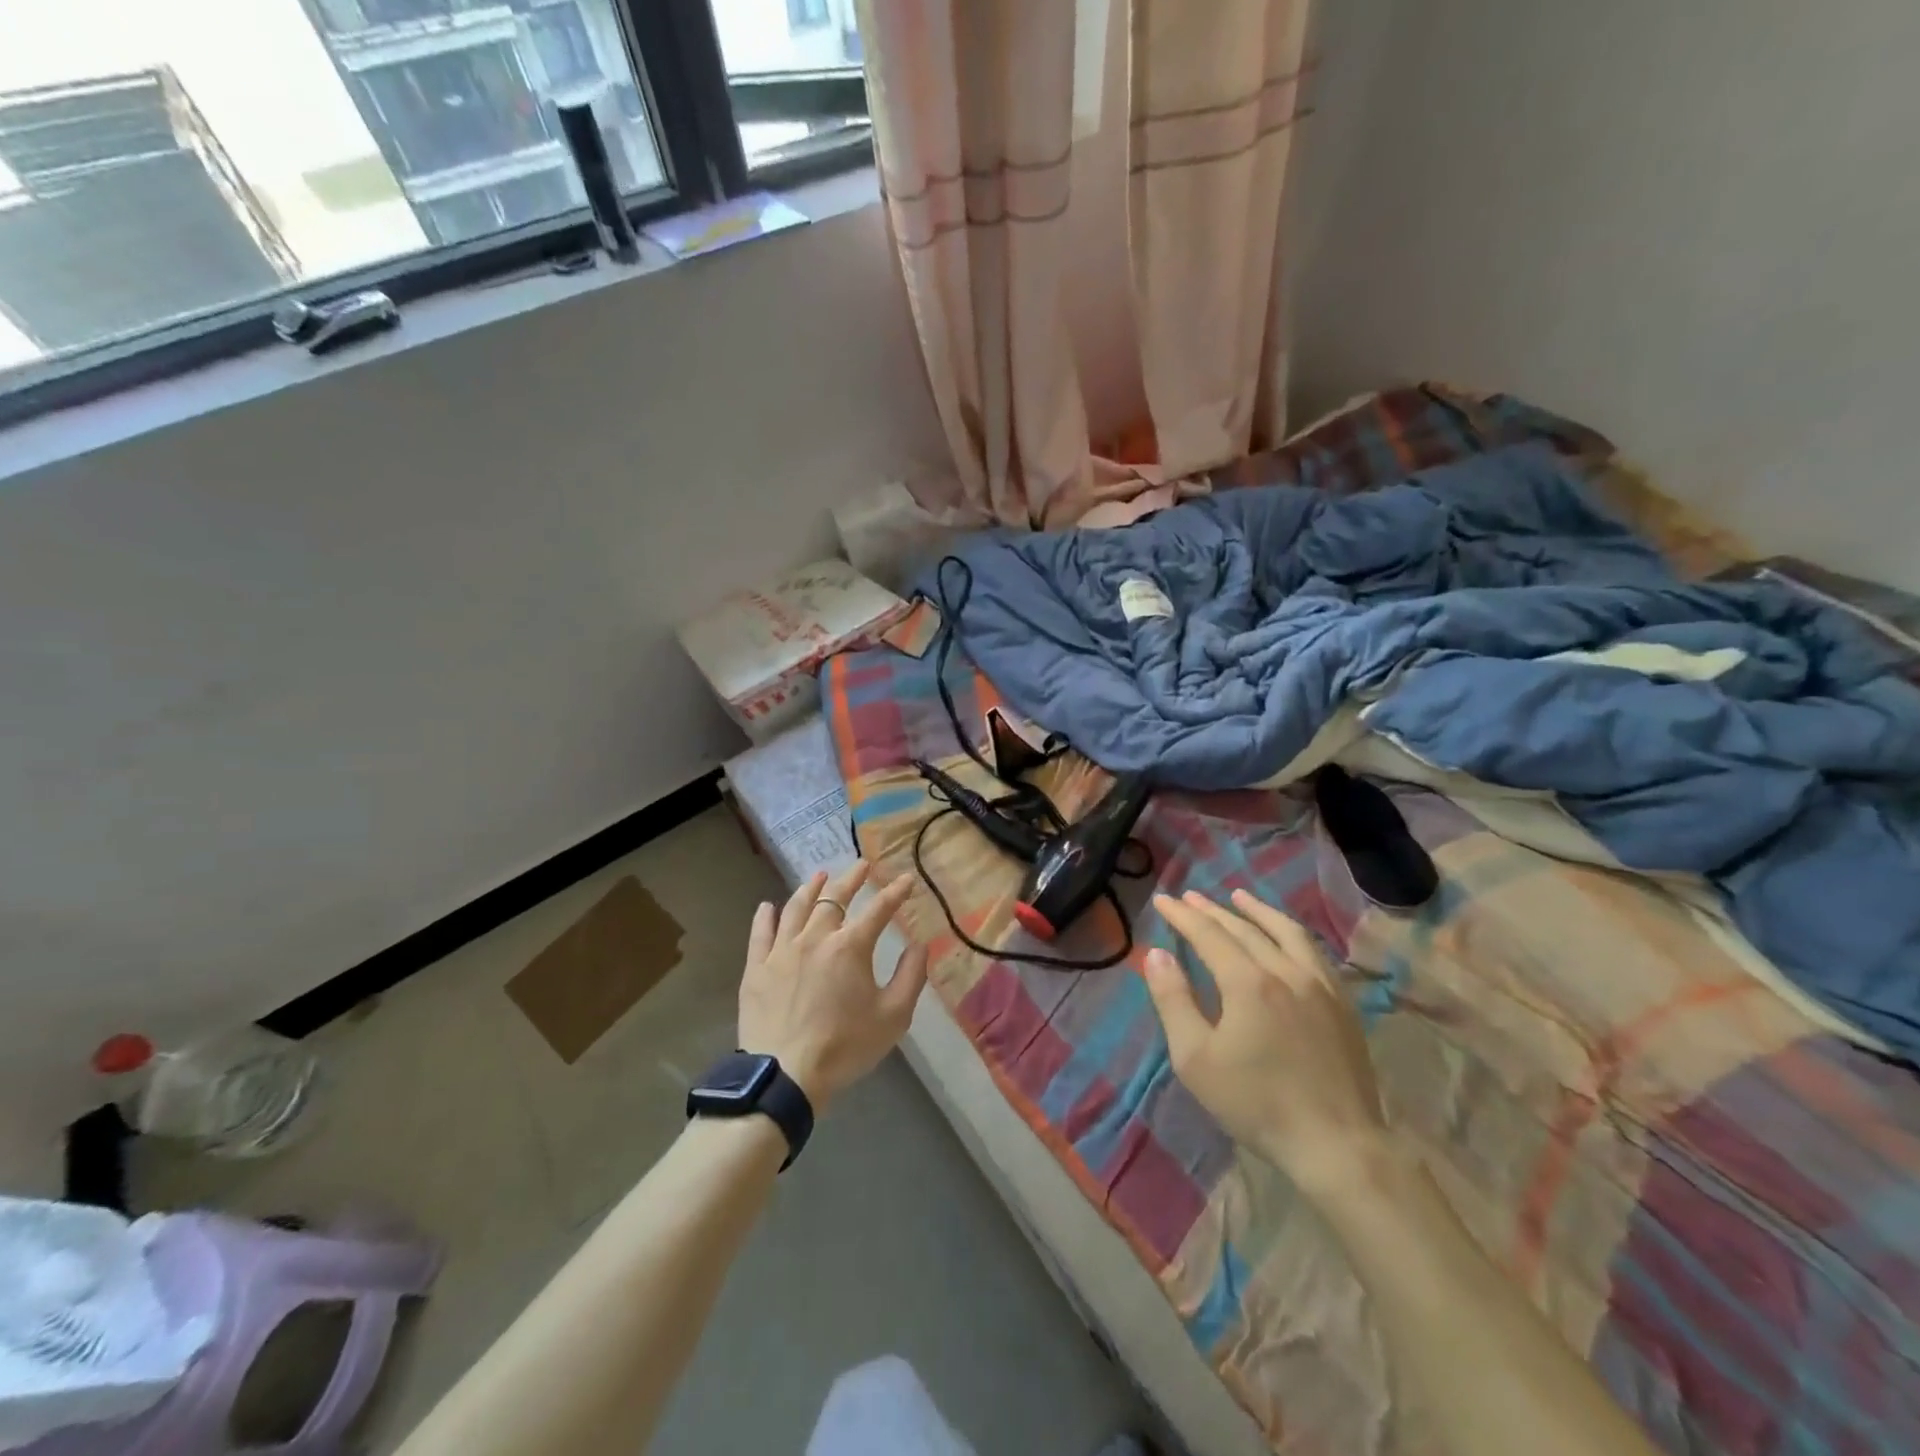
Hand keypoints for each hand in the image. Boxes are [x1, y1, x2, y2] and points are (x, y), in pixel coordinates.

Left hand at [737, 862, 929, 1110]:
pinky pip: (760, 933)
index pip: (878, 910)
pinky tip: (767, 906)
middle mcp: (815, 938)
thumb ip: (911, 977)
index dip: (895, 892)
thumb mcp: (893, 1017)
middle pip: (834, 899)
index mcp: (850, 947)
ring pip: (796, 908)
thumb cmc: (845, 1047)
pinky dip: (765, 916)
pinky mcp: (757, 968)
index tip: (906, 879)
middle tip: (862, 866)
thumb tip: (920, 945)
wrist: (785, 1075)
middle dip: (851, 879)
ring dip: (810, 889)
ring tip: (819, 876)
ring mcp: (782, 951)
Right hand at [1143, 889, 1389, 1202]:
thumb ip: (1173, 1001)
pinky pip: (1314, 952)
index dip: (1182, 915)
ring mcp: (1320, 985)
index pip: (1208, 934)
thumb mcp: (1196, 1058)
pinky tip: (1286, 936)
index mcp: (1248, 982)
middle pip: (1244, 928)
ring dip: (1258, 911)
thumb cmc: (1256, 1103)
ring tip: (1239, 896)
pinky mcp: (1343, 1003)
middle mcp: (1286, 970)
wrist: (1337, 1145)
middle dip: (1212, 910)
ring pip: (1286, 932)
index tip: (1162, 900)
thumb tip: (1156, 954)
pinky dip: (1291, 933)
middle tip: (1189, 897)